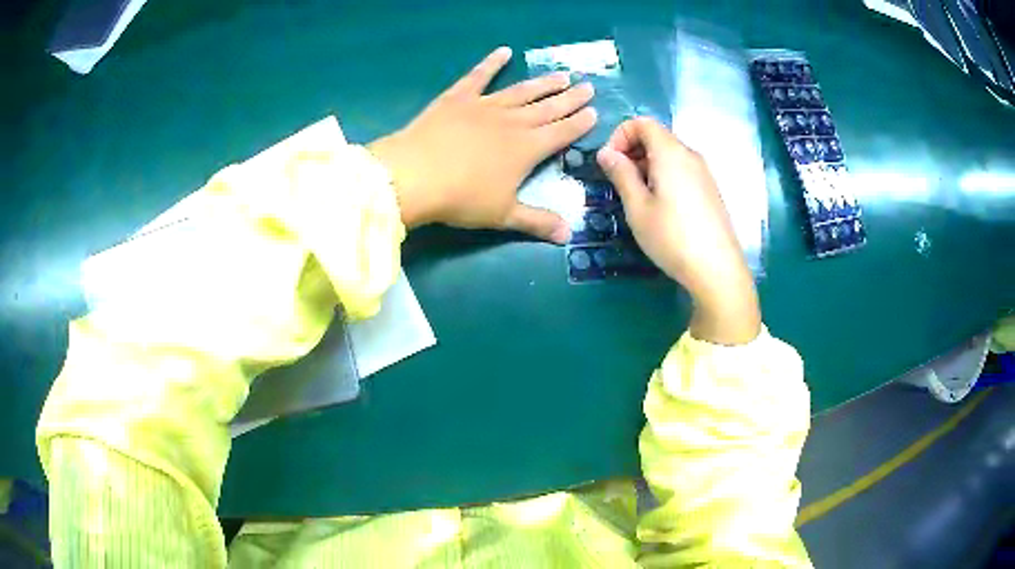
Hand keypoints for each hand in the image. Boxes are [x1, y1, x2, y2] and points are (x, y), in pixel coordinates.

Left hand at [369, 46, 597, 242]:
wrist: (415, 175)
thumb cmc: (462, 198)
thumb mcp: (503, 215)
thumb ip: (538, 222)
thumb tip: (569, 236)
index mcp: (527, 148)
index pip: (562, 132)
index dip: (580, 123)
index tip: (595, 111)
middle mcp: (513, 121)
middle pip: (548, 107)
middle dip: (571, 98)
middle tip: (588, 86)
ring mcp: (485, 105)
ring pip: (522, 91)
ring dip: (544, 83)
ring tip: (562, 75)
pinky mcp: (458, 98)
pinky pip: (479, 76)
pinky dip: (491, 63)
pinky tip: (504, 51)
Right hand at [596, 117, 760, 344]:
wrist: (717, 270)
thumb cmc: (671, 237)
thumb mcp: (637, 207)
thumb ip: (621, 174)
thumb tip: (606, 152)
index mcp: (671, 152)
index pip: (642, 122)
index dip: (620, 135)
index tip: (609, 163)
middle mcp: (690, 155)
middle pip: (656, 136)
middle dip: (632, 151)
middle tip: (618, 181)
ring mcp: (704, 173)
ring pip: (669, 155)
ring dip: (647, 165)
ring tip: (637, 197)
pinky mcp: (710, 190)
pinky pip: (682, 170)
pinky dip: (664, 176)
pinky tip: (660, 207)